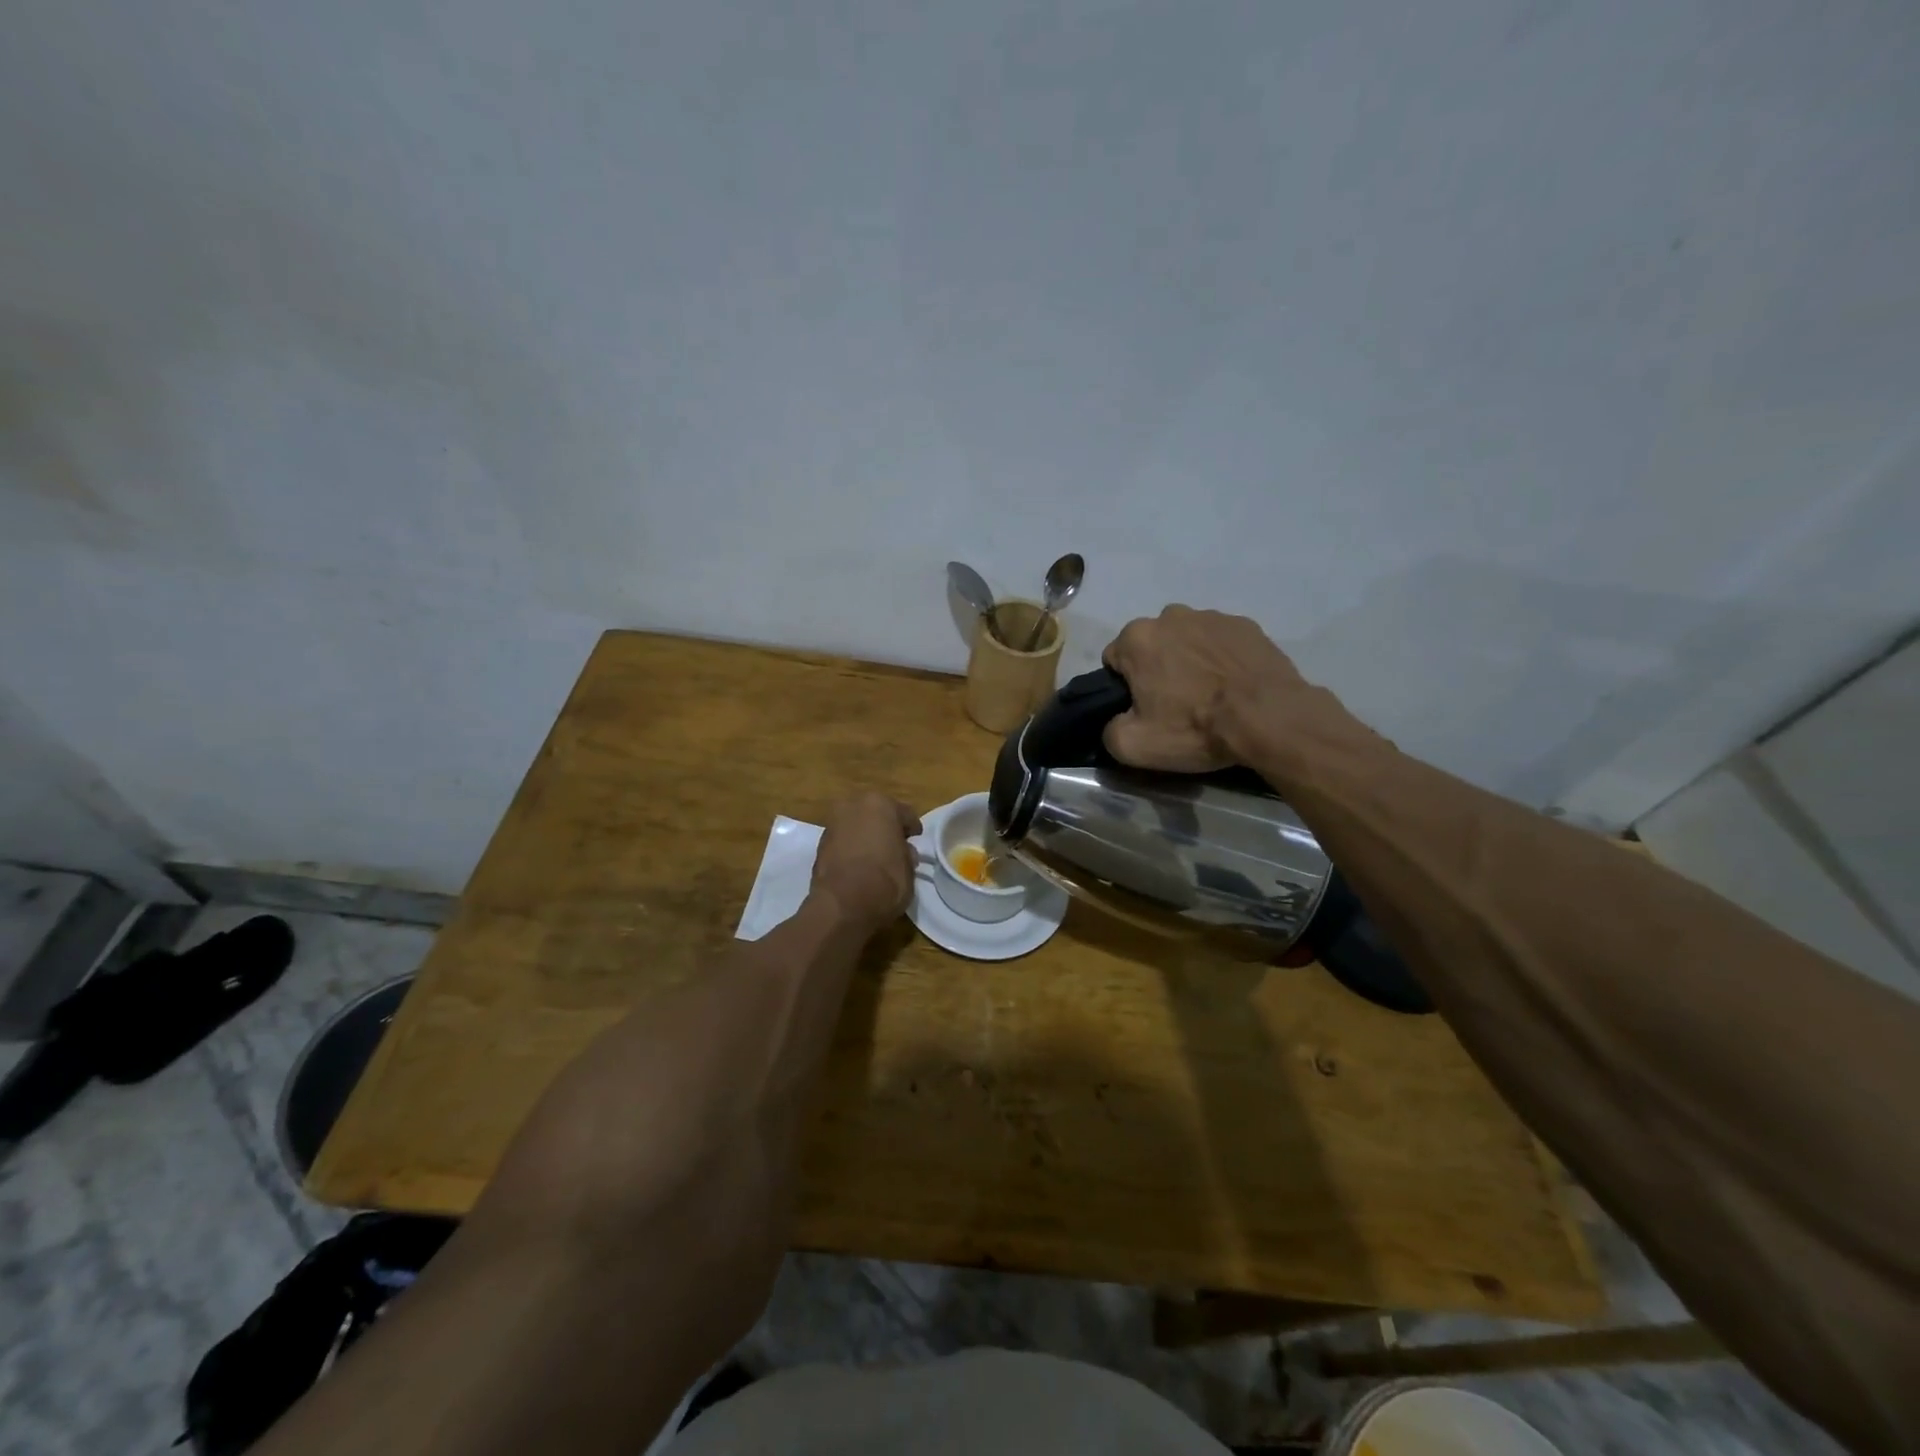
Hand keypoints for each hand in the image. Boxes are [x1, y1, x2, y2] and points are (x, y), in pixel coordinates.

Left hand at [811, 792, 922, 928]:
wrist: (841, 906)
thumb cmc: (885, 882)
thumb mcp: (909, 870)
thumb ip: (906, 854)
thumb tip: (903, 852)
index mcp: (880, 804)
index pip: (904, 813)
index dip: (912, 828)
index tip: (916, 839)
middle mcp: (853, 806)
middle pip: (876, 814)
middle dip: (885, 827)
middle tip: (895, 846)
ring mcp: (833, 823)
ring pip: (857, 825)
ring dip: (865, 836)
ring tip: (876, 857)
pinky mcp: (819, 843)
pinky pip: (843, 841)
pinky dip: (851, 848)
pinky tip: (858, 865)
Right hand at [1101, 605, 1310, 770]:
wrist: (1269, 718)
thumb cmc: (1194, 727)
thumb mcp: (1133, 745)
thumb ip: (1109, 729)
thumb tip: (1115, 721)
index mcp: (1137, 638)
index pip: (1114, 660)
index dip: (1124, 688)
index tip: (1143, 709)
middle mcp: (1171, 616)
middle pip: (1151, 646)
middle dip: (1157, 669)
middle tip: (1176, 705)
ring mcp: (1212, 617)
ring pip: (1187, 641)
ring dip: (1190, 662)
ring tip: (1210, 696)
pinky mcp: (1247, 626)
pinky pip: (1221, 643)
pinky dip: (1222, 660)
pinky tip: (1234, 687)